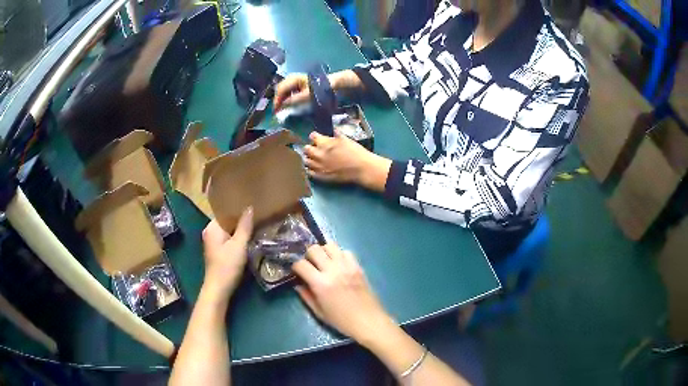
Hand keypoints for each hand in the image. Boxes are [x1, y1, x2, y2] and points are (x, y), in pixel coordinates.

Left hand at [201, 207, 253, 295]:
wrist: (219, 289)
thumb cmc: (228, 265)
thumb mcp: (239, 244)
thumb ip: (245, 226)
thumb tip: (249, 207)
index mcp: (212, 227)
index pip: (226, 211)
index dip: (239, 209)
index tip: (253, 205)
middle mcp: (210, 232)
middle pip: (228, 222)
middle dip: (241, 220)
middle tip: (258, 215)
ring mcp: (213, 243)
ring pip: (229, 231)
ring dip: (240, 230)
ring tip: (256, 225)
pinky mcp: (217, 252)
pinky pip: (229, 240)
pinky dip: (237, 239)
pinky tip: (248, 239)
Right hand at [274, 70, 363, 110]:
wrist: (335, 84)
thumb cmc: (322, 89)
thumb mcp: (308, 96)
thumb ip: (294, 100)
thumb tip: (282, 107)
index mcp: (294, 79)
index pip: (280, 90)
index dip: (277, 101)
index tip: (276, 113)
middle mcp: (293, 78)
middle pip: (280, 90)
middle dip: (278, 101)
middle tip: (278, 113)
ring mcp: (296, 82)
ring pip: (284, 92)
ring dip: (282, 101)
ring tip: (283, 111)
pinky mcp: (300, 86)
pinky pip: (290, 92)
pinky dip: (288, 99)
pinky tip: (290, 107)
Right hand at [291, 244, 392, 343]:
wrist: (368, 321)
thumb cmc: (342, 321)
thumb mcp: (319, 312)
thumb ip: (306, 296)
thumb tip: (298, 284)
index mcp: (321, 283)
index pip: (301, 264)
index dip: (296, 267)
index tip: (297, 272)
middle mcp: (333, 270)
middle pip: (314, 249)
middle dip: (308, 255)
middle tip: (310, 265)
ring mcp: (347, 266)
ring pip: (330, 245)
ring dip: (324, 252)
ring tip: (324, 262)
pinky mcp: (358, 266)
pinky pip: (346, 252)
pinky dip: (339, 255)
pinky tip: (339, 265)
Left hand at [304, 131, 391, 190]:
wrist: (361, 168)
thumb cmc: (355, 152)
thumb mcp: (346, 139)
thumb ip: (336, 134)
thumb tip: (333, 130)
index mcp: (324, 143)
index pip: (313, 137)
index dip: (314, 136)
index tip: (316, 137)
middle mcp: (318, 155)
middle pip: (306, 149)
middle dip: (309, 147)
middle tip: (313, 147)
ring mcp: (319, 167)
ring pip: (306, 161)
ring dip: (308, 158)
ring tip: (313, 157)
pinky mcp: (322, 177)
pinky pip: (310, 173)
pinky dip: (310, 169)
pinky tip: (314, 167)